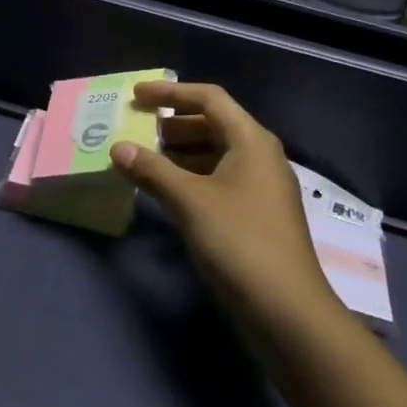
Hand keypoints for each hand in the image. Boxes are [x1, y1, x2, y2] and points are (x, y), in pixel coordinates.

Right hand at [109, 81, 338, 328]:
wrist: (288, 313)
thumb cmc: (240, 243)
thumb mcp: (191, 202)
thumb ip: (152, 171)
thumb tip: (117, 148)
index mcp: (251, 140)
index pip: (209, 98)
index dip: (170, 93)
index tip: (136, 96)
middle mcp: (260, 156)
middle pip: (213, 124)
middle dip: (172, 125)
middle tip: (135, 130)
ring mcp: (260, 187)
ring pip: (215, 155)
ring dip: (179, 154)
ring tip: (142, 160)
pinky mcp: (256, 216)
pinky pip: (218, 181)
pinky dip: (191, 179)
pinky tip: (166, 192)